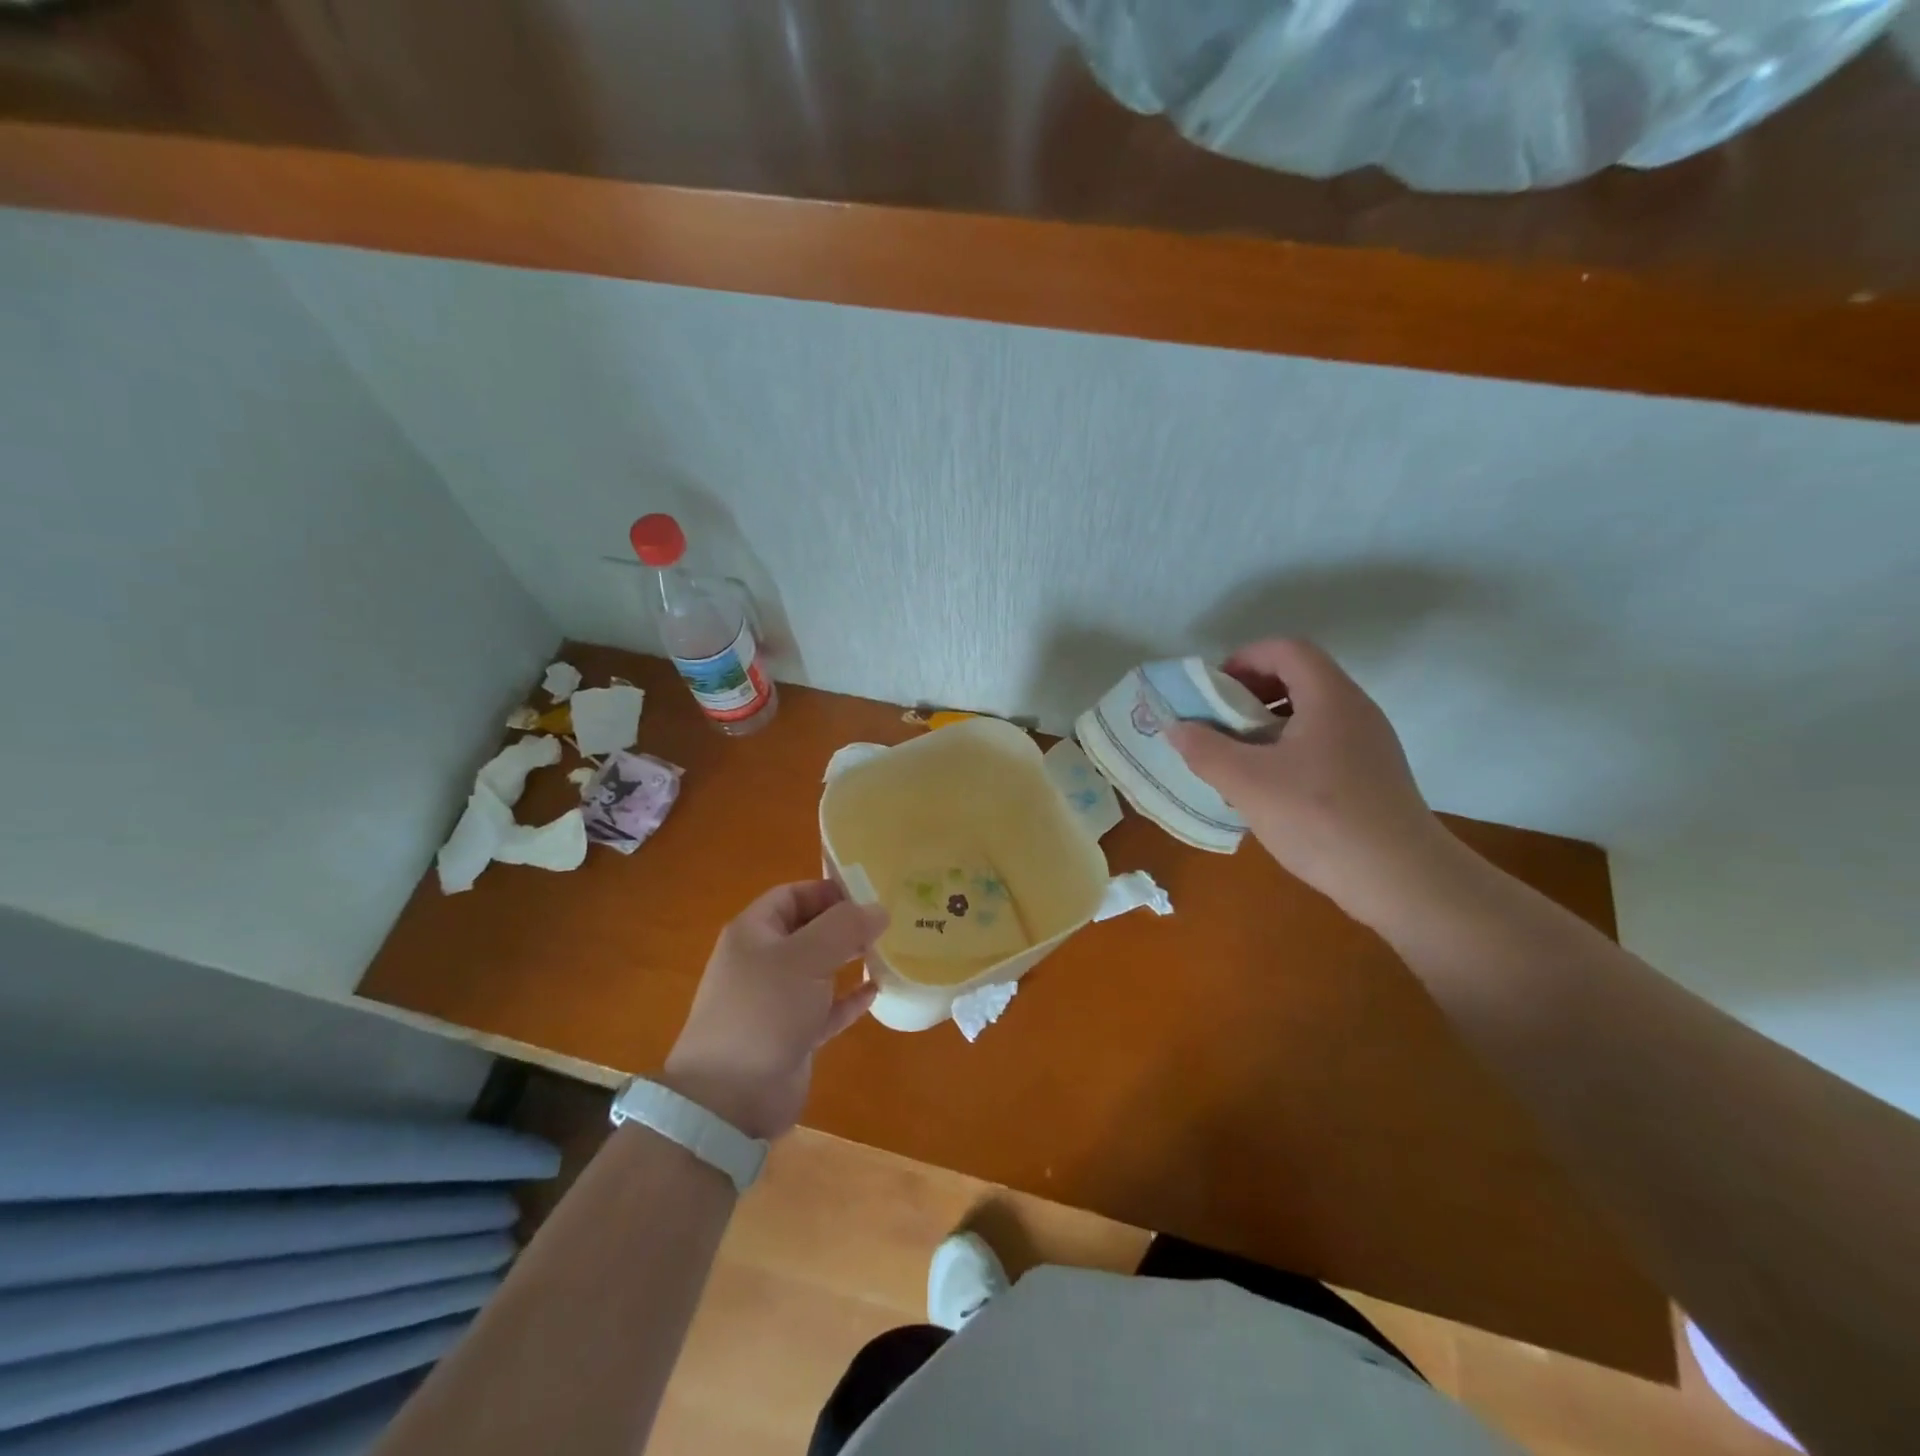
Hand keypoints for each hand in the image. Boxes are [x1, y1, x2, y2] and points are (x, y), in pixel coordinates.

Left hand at [662, 881, 887, 1140]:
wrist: (730, 1098)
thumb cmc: (764, 1010)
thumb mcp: (807, 957)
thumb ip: (845, 927)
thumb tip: (878, 908)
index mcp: (754, 933)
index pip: (793, 895)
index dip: (828, 890)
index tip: (871, 893)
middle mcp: (763, 961)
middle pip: (808, 930)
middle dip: (845, 924)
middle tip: (888, 921)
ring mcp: (776, 1000)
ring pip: (819, 969)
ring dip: (850, 960)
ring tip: (889, 950)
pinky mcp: (792, 1035)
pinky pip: (825, 1008)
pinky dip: (848, 999)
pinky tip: (876, 992)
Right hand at [1168, 639, 1460, 925]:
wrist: (1401, 880)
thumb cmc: (1320, 819)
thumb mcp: (1247, 783)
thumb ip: (1205, 750)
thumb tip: (1177, 728)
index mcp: (1329, 697)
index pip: (1285, 649)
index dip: (1244, 659)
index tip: (1212, 692)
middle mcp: (1354, 710)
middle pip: (1297, 677)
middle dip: (1249, 694)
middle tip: (1217, 724)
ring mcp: (1368, 743)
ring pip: (1308, 713)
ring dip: (1265, 725)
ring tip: (1235, 758)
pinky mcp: (1371, 774)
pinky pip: (1321, 743)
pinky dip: (1287, 750)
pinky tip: (1268, 789)